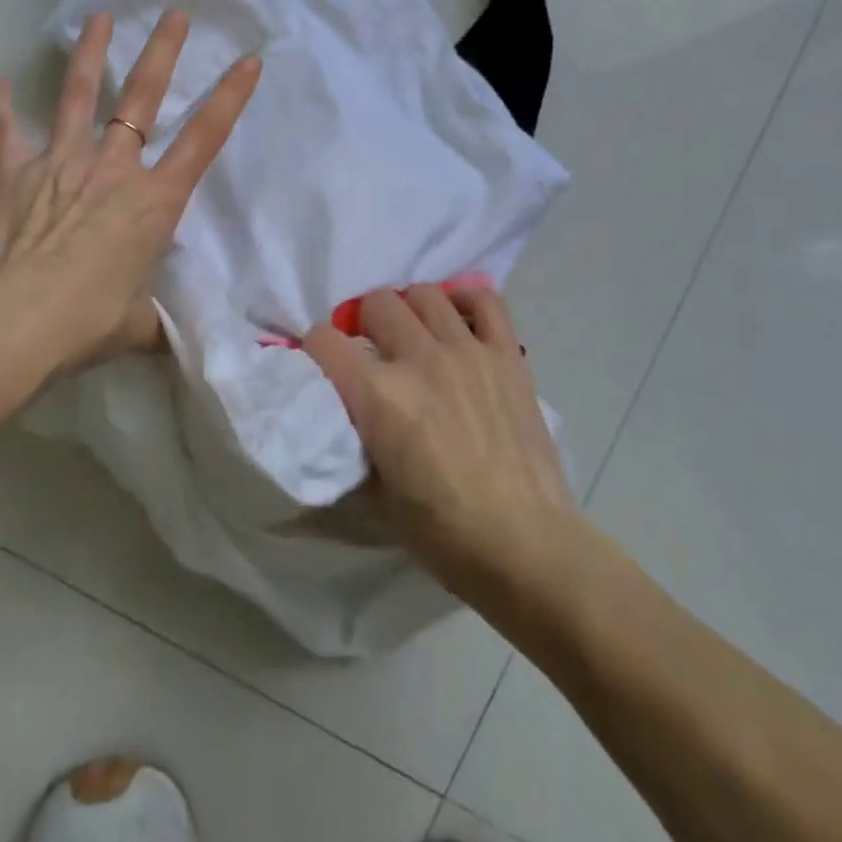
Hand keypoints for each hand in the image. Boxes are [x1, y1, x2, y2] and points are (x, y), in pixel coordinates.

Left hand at [0, 9, 259, 378]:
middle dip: (162, 52)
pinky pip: (7, 131)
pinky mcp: (12, 173)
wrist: (9, 325)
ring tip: (99, 18)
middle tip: (174, 14)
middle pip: (142, 97)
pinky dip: (2, 108)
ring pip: (79, 96)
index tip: (249, 60)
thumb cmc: (85, 323)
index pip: (204, 138)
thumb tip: (168, 342)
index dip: (231, 97)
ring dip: (89, 54)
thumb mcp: (137, 328)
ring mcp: (60, 163)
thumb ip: (155, 324)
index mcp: (153, 201)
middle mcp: (112, 169)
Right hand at [305, 285, 576, 607]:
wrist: (526, 546)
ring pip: (423, 294)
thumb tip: (340, 410)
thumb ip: (351, 440)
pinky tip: (456, 322)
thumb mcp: (373, 496)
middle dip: (361, 325)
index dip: (314, 351)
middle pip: (374, 303)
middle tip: (370, 353)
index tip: (322, 367)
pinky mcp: (506, 355)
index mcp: (379, 396)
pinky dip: (465, 301)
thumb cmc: (443, 533)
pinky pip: (485, 301)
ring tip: (412, 337)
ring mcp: (467, 351)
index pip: (323, 340)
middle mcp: (420, 359)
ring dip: (408, 311)